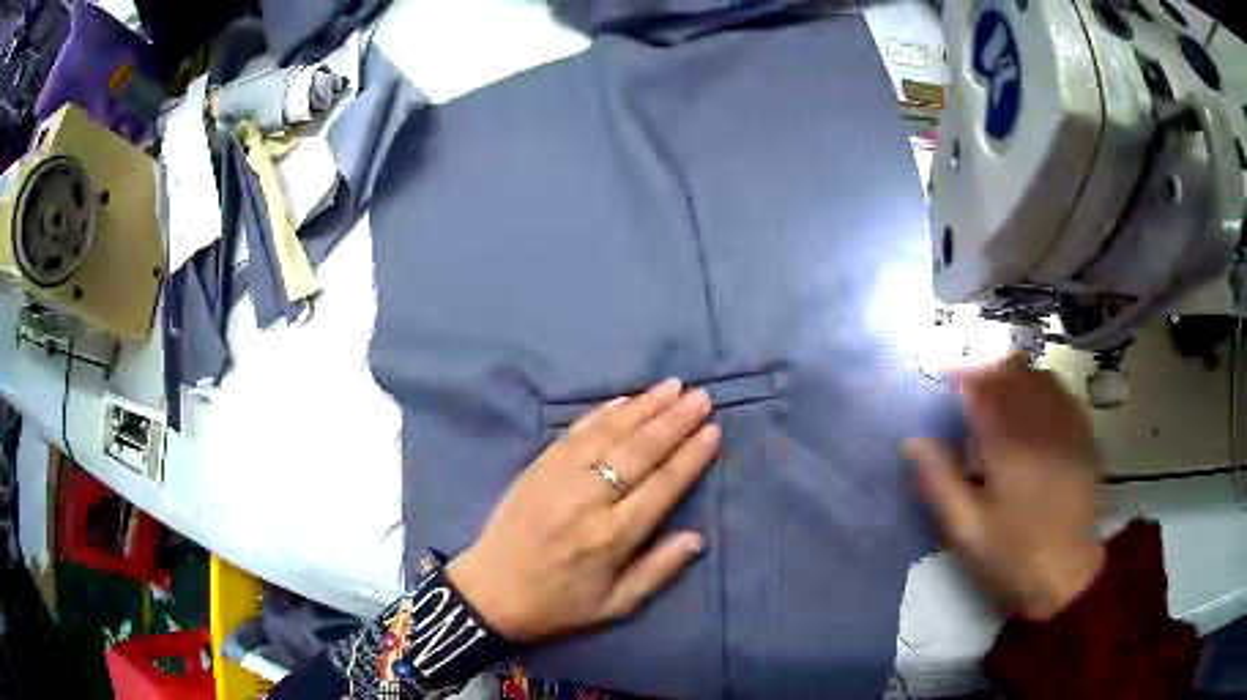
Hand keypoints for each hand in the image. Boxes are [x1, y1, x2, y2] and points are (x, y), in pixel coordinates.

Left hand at [447, 379, 718, 641]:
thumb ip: (658, 571)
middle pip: (640, 452)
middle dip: (674, 421)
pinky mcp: (538, 467)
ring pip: (609, 434)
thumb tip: (698, 538)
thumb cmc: (559, 603)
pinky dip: (601, 413)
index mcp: (613, 536)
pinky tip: (624, 400)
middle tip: (701, 397)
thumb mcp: (615, 605)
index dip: (690, 457)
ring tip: (672, 386)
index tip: (712, 431)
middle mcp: (589, 500)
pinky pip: (575, 433)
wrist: (491, 592)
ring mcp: (560, 478)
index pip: (662, 486)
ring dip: (643, 407)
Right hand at [906, 357, 1105, 619]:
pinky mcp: (1083, 436)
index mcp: (1008, 444)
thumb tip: (913, 441)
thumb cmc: (1013, 555)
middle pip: (1013, 372)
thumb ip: (940, 483)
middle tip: (968, 386)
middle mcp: (1040, 422)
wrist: (1070, 573)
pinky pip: (1061, 393)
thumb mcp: (966, 531)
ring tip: (998, 393)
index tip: (942, 375)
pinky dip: (1041, 388)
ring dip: (1014, 376)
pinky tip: (1032, 408)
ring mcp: (1066, 426)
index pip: (982, 387)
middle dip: (987, 371)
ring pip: (1039, 377)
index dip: (960, 374)